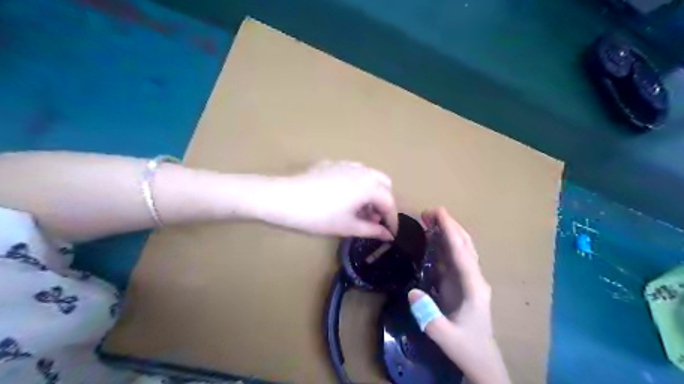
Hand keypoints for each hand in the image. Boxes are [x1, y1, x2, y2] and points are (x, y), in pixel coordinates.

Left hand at [263, 159, 401, 237]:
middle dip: (384, 202)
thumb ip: (371, 230)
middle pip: (384, 184)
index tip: (390, 234)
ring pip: (369, 176)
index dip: (392, 220)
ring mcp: (346, 164)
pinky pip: (353, 172)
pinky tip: (343, 197)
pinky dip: (357, 184)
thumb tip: (388, 236)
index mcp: (369, 185)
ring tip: (359, 210)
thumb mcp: (347, 226)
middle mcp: (362, 170)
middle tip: (374, 220)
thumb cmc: (318, 216)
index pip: (389, 202)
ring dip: (371, 192)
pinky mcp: (331, 164)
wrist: (283, 198)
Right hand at [409, 208, 509, 383]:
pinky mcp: (461, 284)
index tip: (438, 213)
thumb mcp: (446, 337)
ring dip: (447, 232)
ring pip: (460, 248)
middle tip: (428, 212)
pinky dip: (443, 245)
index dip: (450, 230)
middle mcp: (474, 278)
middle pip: (464, 244)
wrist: (483, 361)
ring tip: (429, 219)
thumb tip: (412, 291)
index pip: (461, 252)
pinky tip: (431, 239)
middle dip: (449, 225)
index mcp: (474, 287)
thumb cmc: (467, 348)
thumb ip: (429, 316)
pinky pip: (453, 258)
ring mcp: (469, 280)